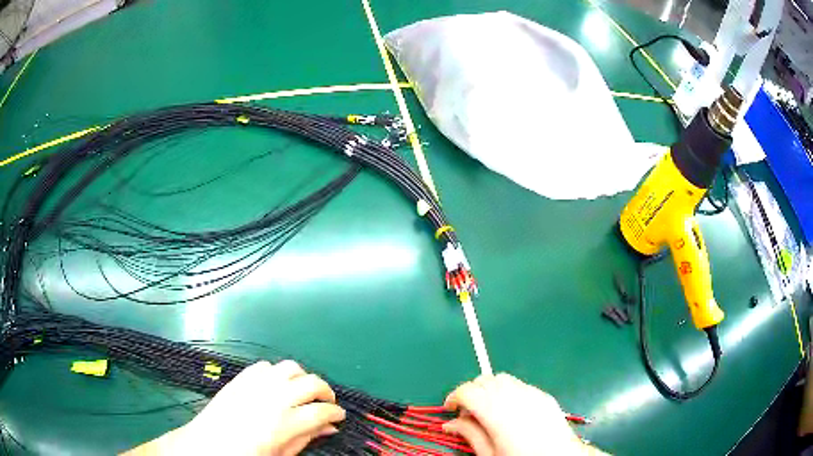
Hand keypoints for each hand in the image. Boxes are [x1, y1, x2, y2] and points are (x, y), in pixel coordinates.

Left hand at [126, 360, 344, 455]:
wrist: (209, 445)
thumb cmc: (248, 455)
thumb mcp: (283, 454)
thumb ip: (307, 438)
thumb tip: (329, 427)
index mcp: (287, 422)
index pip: (323, 411)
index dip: (336, 413)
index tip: (339, 416)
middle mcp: (275, 397)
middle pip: (312, 383)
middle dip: (326, 391)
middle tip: (326, 401)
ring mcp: (257, 384)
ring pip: (291, 367)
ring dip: (302, 377)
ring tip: (302, 389)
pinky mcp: (241, 377)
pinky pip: (265, 366)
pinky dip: (276, 373)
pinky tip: (275, 385)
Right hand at [443, 373, 596, 455]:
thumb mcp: (489, 454)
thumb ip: (469, 435)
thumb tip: (450, 424)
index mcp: (497, 411)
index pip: (468, 391)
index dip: (454, 397)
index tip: (450, 409)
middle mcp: (514, 396)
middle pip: (484, 379)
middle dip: (471, 391)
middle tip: (468, 412)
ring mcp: (532, 393)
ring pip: (502, 378)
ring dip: (489, 389)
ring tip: (488, 410)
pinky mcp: (544, 396)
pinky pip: (520, 385)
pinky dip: (508, 391)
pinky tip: (510, 410)